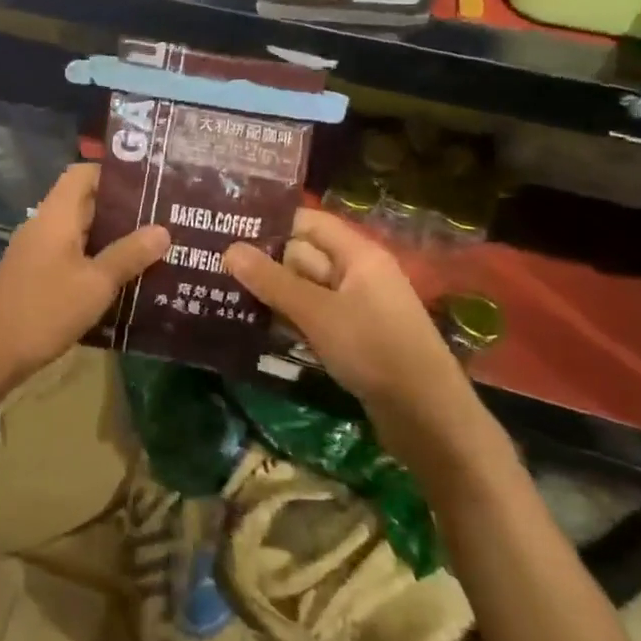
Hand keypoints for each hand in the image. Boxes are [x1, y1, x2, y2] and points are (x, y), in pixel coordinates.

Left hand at [0, 163, 168, 385]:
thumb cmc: (45, 310)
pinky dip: (96, 260)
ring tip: (152, 248)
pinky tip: (122, 280)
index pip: (82, 173)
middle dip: (122, 210)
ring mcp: (36, 251)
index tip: (150, 185)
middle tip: (163, 219)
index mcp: (56, 215)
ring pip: (79, 232)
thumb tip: (162, 229)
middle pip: (84, 202)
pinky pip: (71, 256)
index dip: (114, 174)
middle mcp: (44, 225)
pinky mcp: (35, 275)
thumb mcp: (95, 284)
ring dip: (111, 238)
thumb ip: (128, 255)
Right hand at [224, 211, 494, 478]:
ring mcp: (355, 307)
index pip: (308, 223)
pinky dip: (286, 317)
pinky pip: (312, 316)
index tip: (227, 229)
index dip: (271, 223)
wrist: (428, 418)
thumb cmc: (374, 350)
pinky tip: (252, 324)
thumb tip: (229, 249)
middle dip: (263, 262)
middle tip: (213, 265)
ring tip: (221, 292)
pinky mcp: (352, 338)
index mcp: (358, 255)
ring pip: (304, 289)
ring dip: (271, 293)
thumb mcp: (317, 313)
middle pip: (302, 255)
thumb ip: (272, 281)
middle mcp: (357, 274)